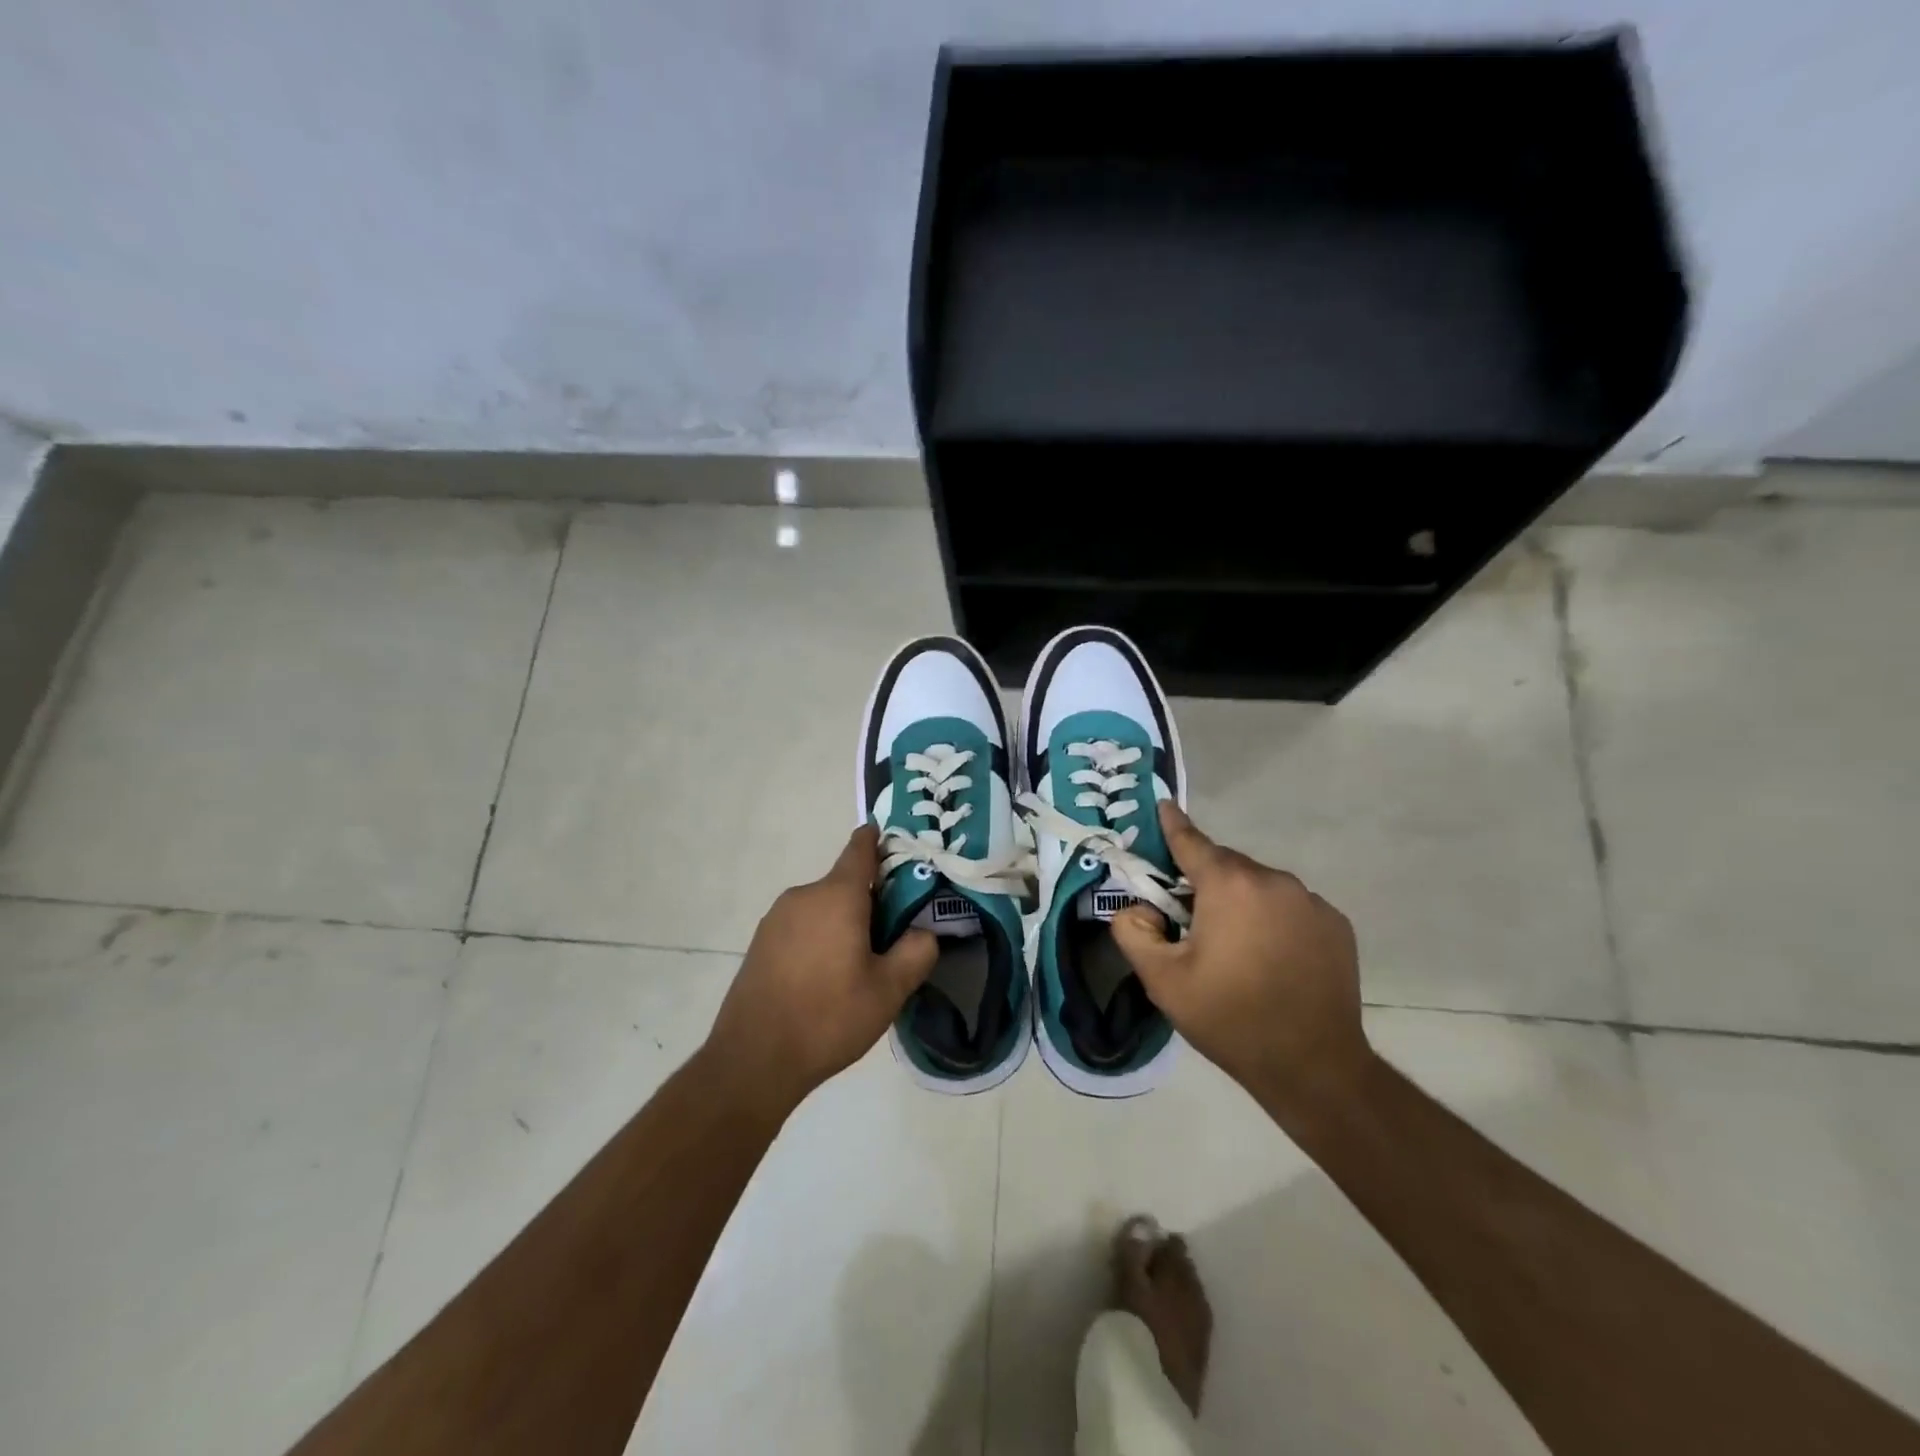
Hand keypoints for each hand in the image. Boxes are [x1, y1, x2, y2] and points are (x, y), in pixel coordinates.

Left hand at [703, 826, 938, 1117]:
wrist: (753, 1059)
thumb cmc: (828, 1017)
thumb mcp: (889, 990)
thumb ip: (917, 952)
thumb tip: (925, 931)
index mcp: (837, 895)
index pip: (860, 849)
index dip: (878, 841)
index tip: (895, 843)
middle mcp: (804, 895)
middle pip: (845, 883)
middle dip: (871, 899)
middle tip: (894, 932)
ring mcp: (777, 918)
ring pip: (823, 907)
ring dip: (844, 921)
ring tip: (861, 962)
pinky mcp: (761, 942)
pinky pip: (802, 926)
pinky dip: (820, 937)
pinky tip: (827, 977)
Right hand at [1111, 803, 1371, 1120]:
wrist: (1313, 1066)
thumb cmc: (1229, 1017)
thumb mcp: (1162, 980)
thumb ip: (1132, 931)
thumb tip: (1138, 906)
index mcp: (1229, 885)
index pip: (1191, 841)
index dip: (1172, 824)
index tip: (1163, 805)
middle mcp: (1273, 880)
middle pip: (1226, 866)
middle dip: (1205, 883)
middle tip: (1191, 922)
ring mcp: (1310, 901)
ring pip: (1259, 887)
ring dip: (1241, 902)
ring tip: (1236, 948)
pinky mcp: (1336, 924)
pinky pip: (1291, 907)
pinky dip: (1274, 919)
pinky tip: (1272, 957)